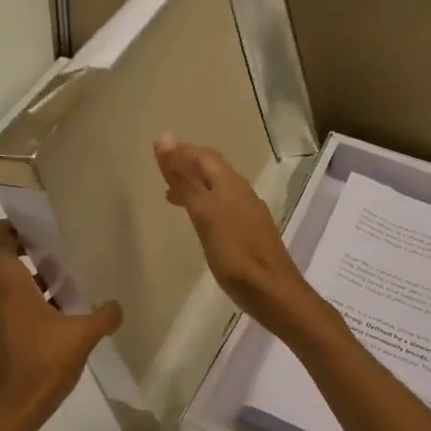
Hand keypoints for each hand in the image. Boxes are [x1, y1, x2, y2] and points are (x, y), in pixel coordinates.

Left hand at [0, 220, 121, 430]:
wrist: (14, 410)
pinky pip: (11, 304)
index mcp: (6, 282)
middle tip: (63, 249)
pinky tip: (61, 314)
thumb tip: (116, 306)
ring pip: (8, 282)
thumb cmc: (43, 363)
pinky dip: (31, 300)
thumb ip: (103, 316)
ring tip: (68, 281)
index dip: (13, 224)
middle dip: (31, 248)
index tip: (41, 227)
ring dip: (33, 277)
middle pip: (3, 255)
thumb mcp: (82, 335)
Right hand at [154, 134, 320, 335]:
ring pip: (217, 189)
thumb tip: (165, 138)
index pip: (204, 155)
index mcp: (230, 184)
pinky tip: (198, 221)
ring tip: (171, 196)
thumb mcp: (204, 213)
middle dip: (187, 166)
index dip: (182, 150)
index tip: (157, 153)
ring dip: (194, 186)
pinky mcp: (249, 233)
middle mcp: (242, 192)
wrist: (273, 292)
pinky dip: (204, 204)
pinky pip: (223, 207)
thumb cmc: (235, 253)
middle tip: (161, 173)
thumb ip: (184, 178)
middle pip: (212, 170)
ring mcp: (248, 213)